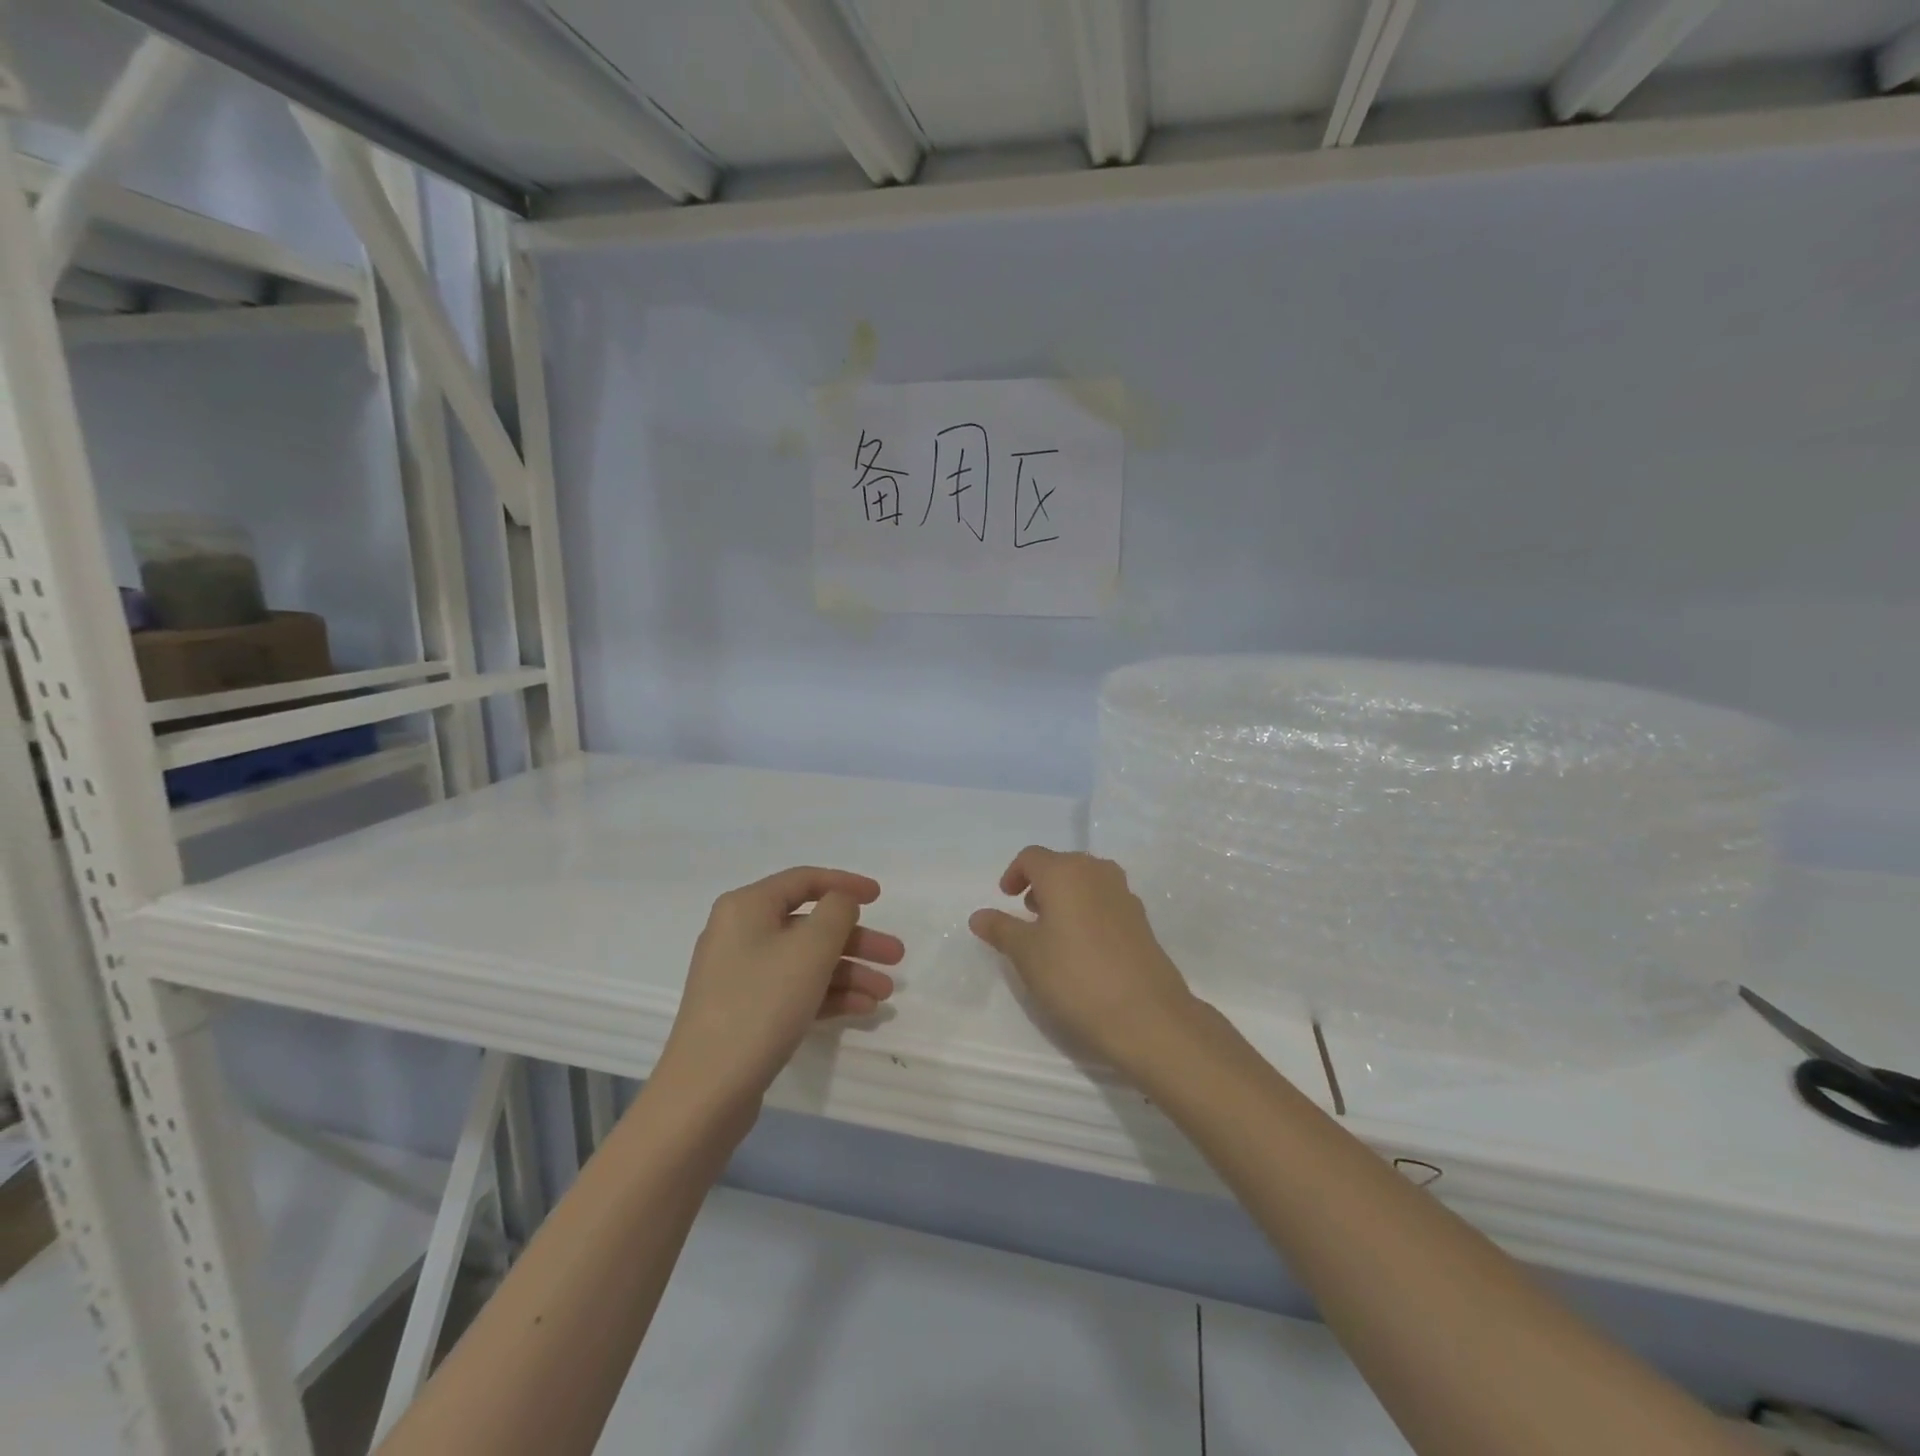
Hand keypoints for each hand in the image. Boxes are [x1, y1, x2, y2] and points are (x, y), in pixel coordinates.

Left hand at [653, 867, 902, 1120]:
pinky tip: (863, 1010)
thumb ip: (837, 912)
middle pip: (809, 925)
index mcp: (747, 907)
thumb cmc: (762, 1003)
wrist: (706, 1091)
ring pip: (805, 961)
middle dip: (856, 940)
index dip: (845, 884)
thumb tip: (840, 902)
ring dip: (848, 972)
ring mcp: (740, 975)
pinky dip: (828, 995)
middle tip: (896, 957)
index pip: (804, 880)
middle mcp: (740, 933)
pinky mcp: (745, 1012)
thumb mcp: (810, 948)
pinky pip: (794, 990)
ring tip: (885, 994)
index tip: (880, 897)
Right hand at [970, 847, 1199, 1076]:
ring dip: (1066, 897)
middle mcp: (1097, 872)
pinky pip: (1105, 902)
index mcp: (1065, 872)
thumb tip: (978, 915)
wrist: (1146, 1015)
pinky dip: (1088, 912)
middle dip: (1040, 884)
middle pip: (1061, 865)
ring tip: (1054, 932)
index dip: (1014, 874)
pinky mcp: (1141, 919)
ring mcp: (1124, 894)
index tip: (1006, 899)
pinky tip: (1084, 948)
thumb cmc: (1074, 976)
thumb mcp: (1026, 954)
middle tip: (1027, 915)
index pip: (1032, 857)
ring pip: (1086, 882)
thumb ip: (1001, 929)